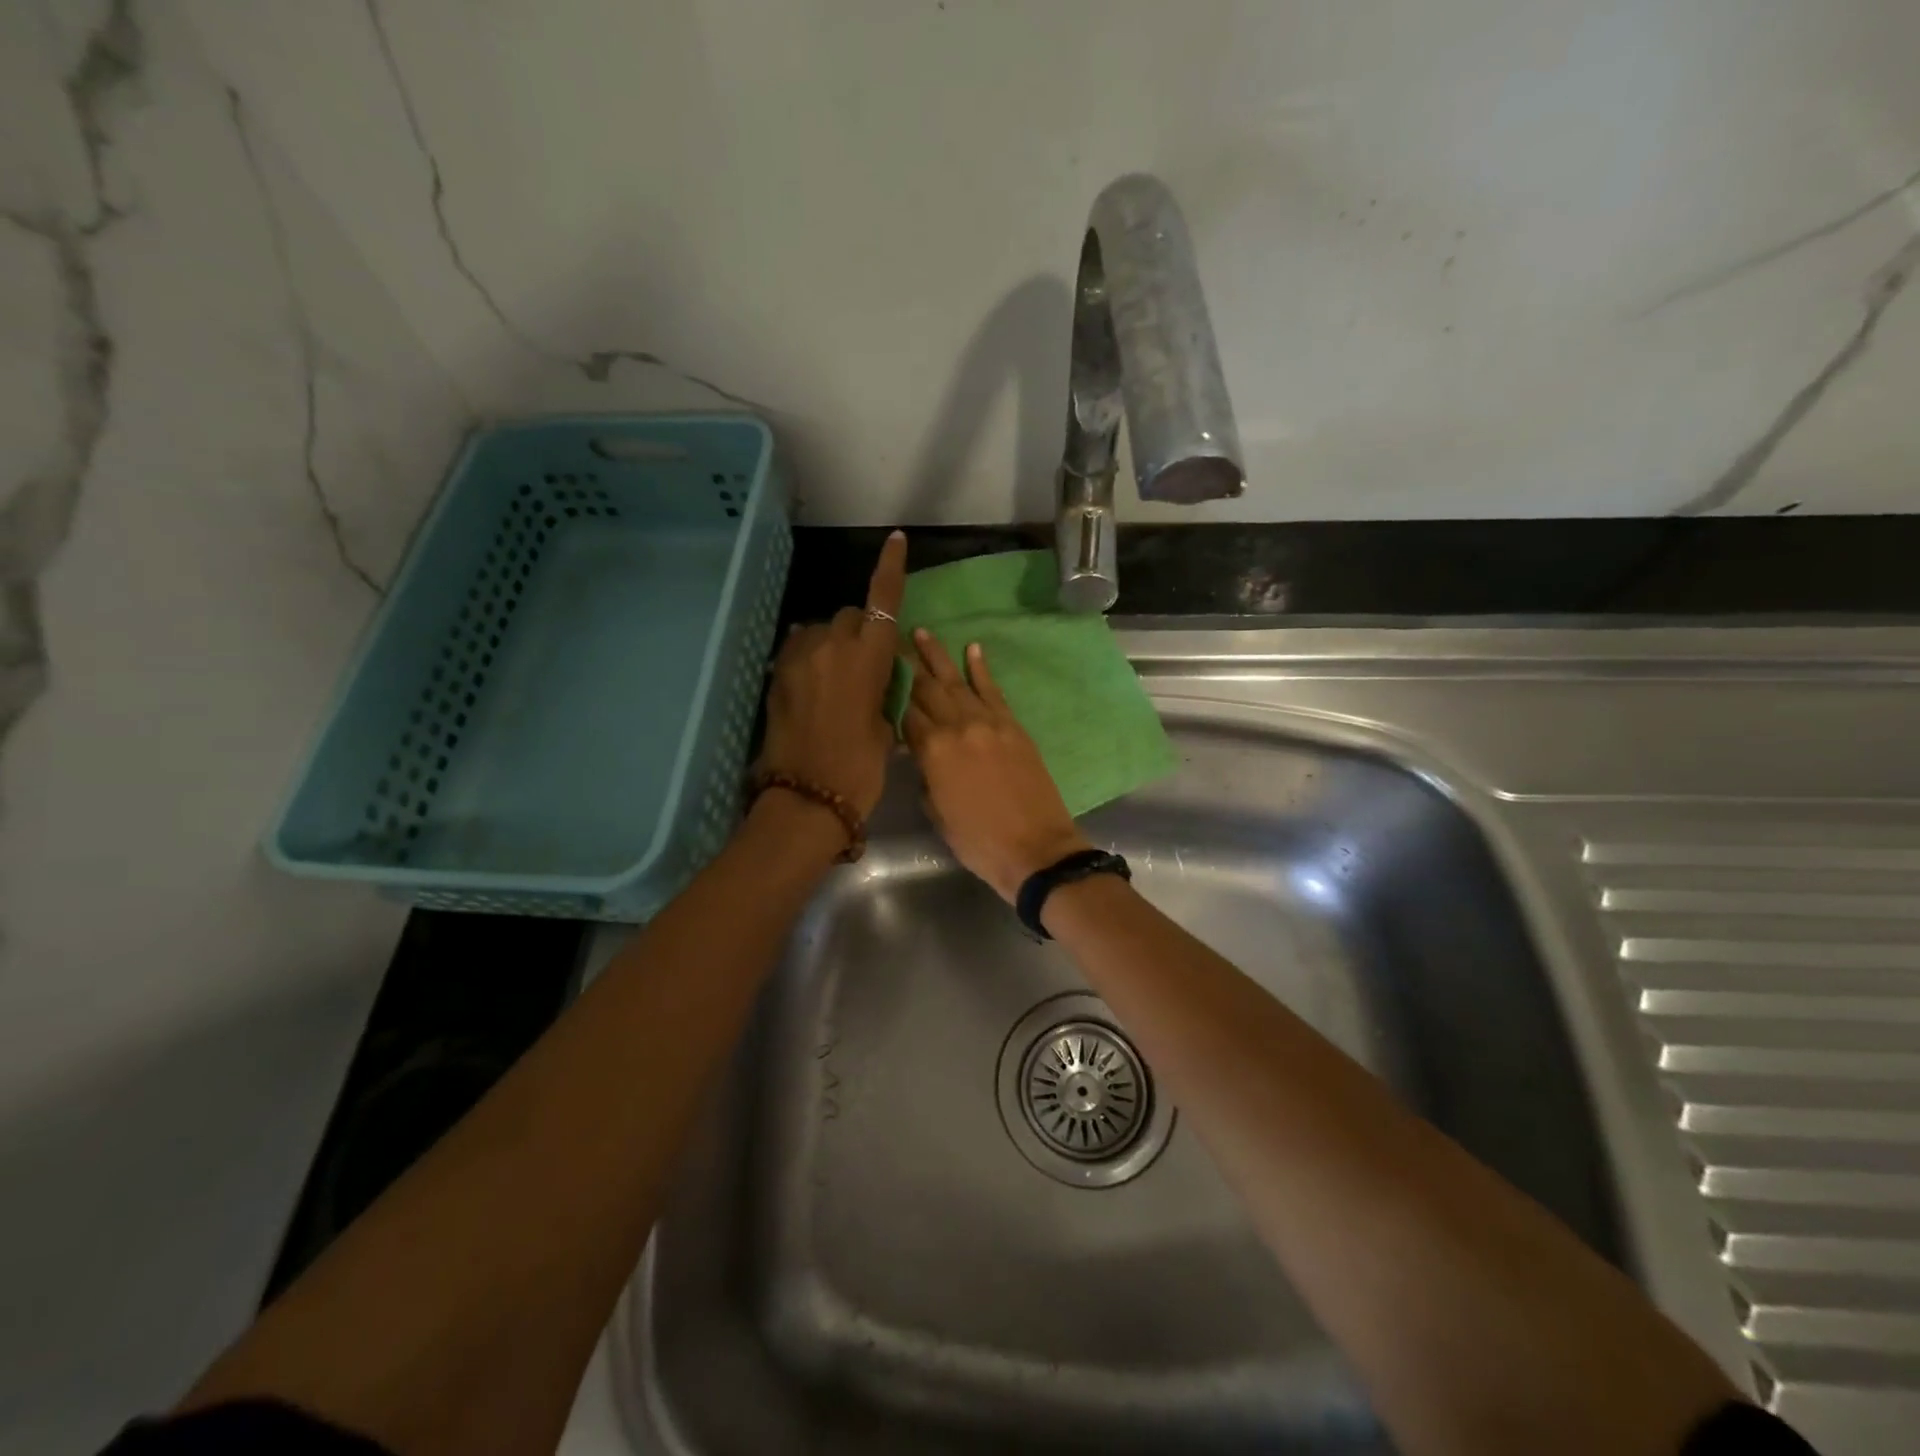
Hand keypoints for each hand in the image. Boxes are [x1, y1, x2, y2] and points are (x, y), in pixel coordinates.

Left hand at [757, 531, 906, 817]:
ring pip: (822, 632)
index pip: (883, 601)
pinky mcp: (777, 675)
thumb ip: (882, 691)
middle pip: (852, 616)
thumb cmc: (860, 768)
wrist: (807, 798)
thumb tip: (875, 677)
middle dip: (862, 631)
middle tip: (868, 667)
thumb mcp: (885, 727)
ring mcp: (799, 658)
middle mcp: (832, 645)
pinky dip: (811, 659)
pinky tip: (815, 689)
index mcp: (869, 657)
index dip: (889, 568)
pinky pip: (799, 651)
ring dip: (834, 646)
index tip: (895, 539)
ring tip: (837, 682)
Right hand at [902, 630, 1092, 901]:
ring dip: (937, 656)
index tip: (875, 674)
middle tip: (891, 641)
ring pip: (957, 682)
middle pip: (926, 690)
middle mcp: (958, 727)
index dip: (888, 695)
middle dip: (907, 665)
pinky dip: (982, 669)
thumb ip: (925, 777)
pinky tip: (972, 648)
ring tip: (922, 632)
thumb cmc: (979, 842)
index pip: (904, 714)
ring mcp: (989, 722)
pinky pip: (993, 691)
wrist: (1037, 849)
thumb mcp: (938, 814)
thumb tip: (921, 754)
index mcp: (933, 751)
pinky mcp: (1013, 726)